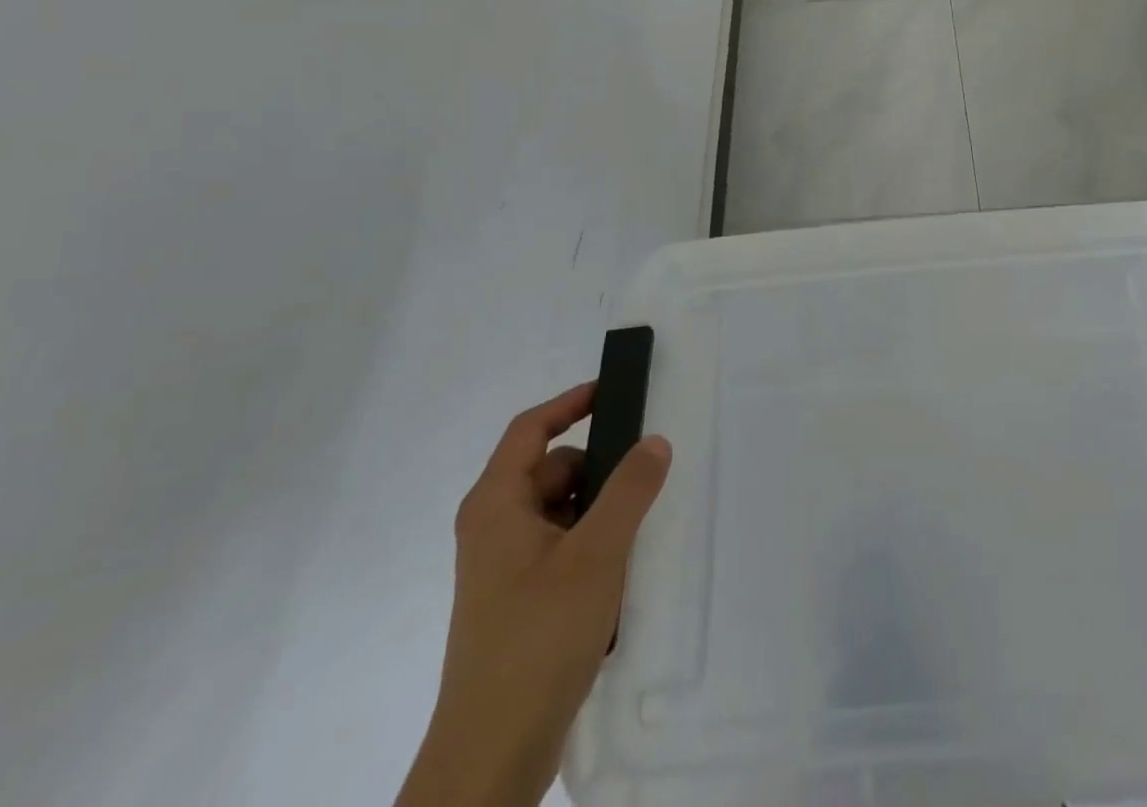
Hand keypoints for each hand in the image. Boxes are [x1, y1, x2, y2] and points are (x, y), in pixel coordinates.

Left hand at [397, 384, 671, 806]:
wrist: (491, 757)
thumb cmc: (537, 638)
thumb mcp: (595, 554)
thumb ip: (629, 490)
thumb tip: (655, 440)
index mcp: (496, 504)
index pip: (531, 429)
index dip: (570, 402)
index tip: (614, 390)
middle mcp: (494, 528)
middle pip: (552, 470)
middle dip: (598, 469)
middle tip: (646, 477)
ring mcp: (505, 568)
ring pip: (560, 512)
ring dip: (599, 512)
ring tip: (638, 533)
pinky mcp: (519, 601)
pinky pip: (561, 548)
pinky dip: (591, 546)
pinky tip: (621, 574)